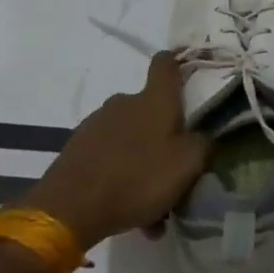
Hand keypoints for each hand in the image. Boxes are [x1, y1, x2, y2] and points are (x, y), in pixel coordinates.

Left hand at [18, 53, 208, 250]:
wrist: (70, 207)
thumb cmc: (138, 178)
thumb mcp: (187, 165)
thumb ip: (202, 144)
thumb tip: (202, 136)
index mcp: (154, 100)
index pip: (165, 64)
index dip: (177, 62)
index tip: (186, 71)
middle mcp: (124, 103)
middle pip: (150, 109)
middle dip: (164, 135)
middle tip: (175, 169)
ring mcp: (97, 123)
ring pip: (131, 138)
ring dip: (144, 161)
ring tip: (153, 203)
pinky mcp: (79, 147)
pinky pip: (111, 157)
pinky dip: (122, 176)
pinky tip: (130, 210)